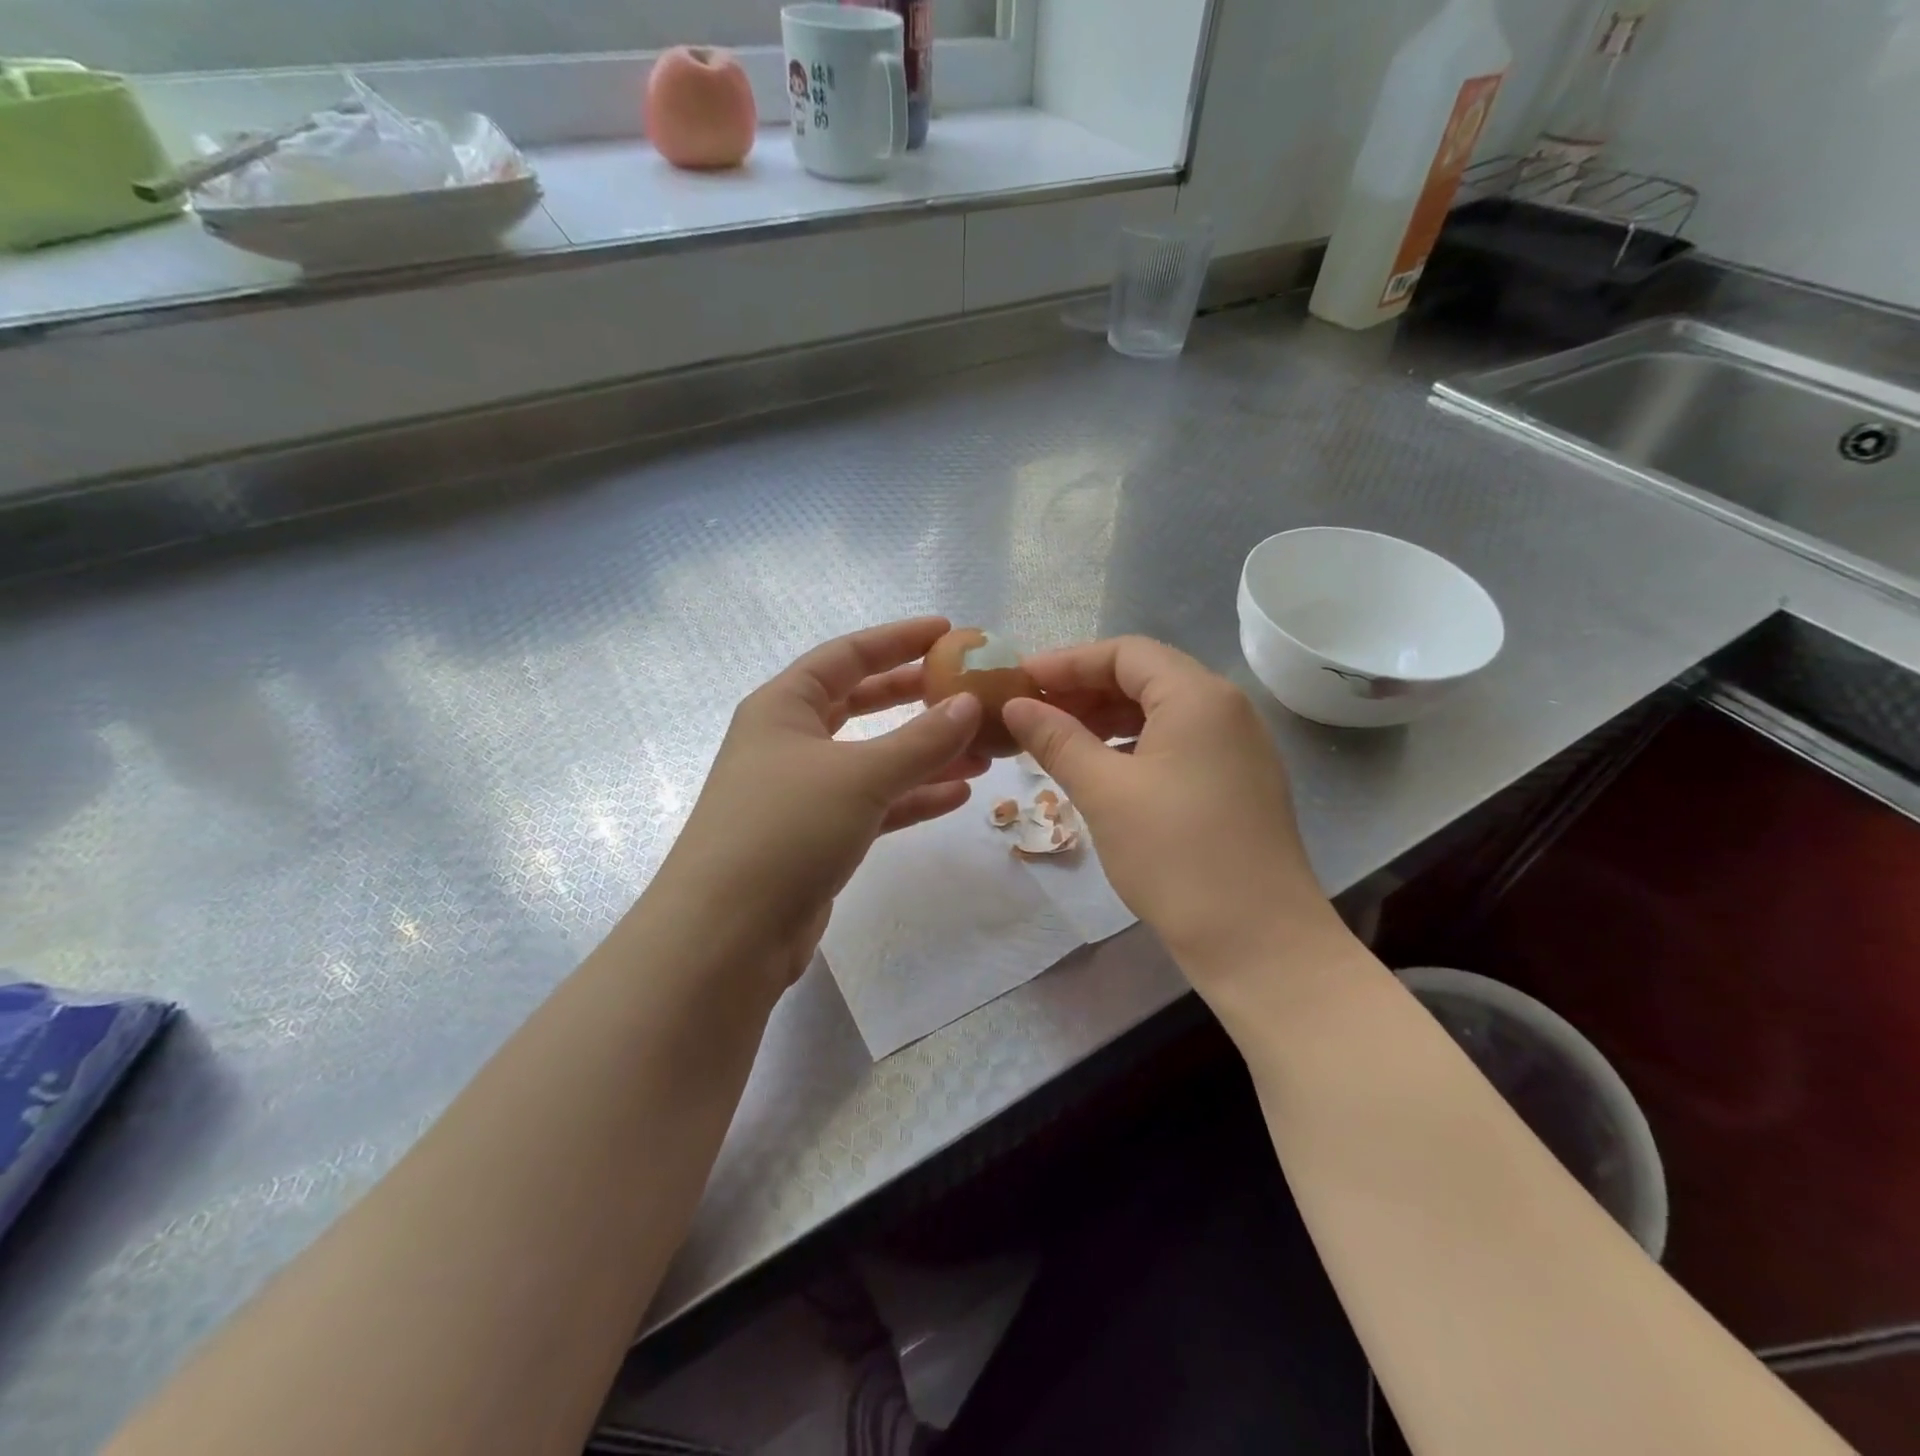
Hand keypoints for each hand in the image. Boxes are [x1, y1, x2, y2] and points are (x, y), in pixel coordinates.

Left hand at [653, 618, 987, 988]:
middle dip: (914, 696)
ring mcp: (804, 791)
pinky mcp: (818, 836)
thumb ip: (921, 739)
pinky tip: (958, 795)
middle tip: (967, 688)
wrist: (729, 934)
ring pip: (874, 758)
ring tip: (981, 750)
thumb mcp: (860, 775)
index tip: (948, 632)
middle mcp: (790, 741)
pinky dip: (913, 797)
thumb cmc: (786, 829)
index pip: (847, 655)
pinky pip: (875, 803)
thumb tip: (970, 704)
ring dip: (925, 753)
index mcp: (784, 706)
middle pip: (861, 703)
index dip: (897, 639)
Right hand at [1002, 636, 1342, 989]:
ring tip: (1060, 739)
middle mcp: (1226, 708)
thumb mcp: (1104, 792)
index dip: (1069, 662)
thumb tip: (1017, 705)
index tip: (1022, 680)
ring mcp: (1239, 746)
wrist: (1258, 941)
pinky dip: (1136, 744)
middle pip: (1146, 676)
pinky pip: (1179, 742)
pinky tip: (1105, 769)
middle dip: (1086, 689)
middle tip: (1035, 711)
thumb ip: (1057, 739)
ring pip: (1163, 710)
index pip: (1125, 652)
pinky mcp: (1239, 780)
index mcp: (1198, 696)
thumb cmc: (1175, 856)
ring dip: (1109, 717)